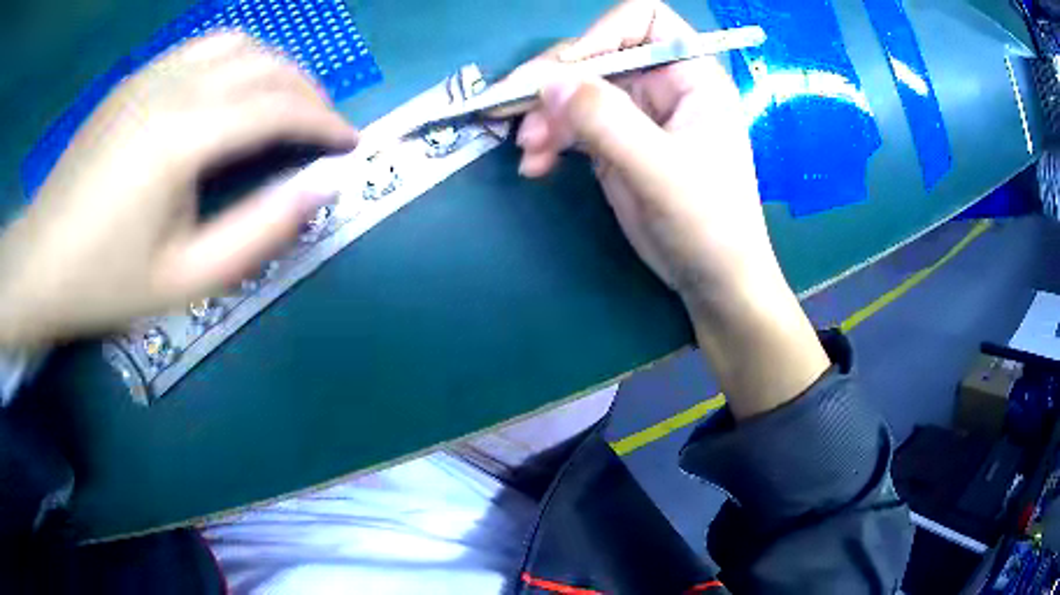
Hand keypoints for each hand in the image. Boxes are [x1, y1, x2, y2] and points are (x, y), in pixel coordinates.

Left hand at [0, 33, 356, 346]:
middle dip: (310, 92)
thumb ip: (258, 234)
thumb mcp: (185, 280)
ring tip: (286, 103)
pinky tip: (235, 89)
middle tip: (325, 128)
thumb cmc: (105, 281)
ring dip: (276, 67)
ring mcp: (152, 74)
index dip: (325, 122)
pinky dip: (239, 58)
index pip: (279, 106)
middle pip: (266, 65)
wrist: (40, 262)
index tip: (350, 144)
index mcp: (183, 136)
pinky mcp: (137, 76)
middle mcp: (173, 86)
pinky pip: (204, 45)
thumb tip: (320, 190)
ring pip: (240, 42)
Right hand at [514, 0, 828, 417]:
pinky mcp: (615, 142)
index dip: (601, 34)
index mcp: (690, 75)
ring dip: (543, 115)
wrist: (712, 280)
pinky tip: (535, 165)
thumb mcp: (661, 170)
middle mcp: (661, 84)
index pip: (642, 20)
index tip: (570, 71)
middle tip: (516, 113)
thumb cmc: (709, 224)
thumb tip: (547, 79)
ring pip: (575, 90)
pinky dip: (547, 140)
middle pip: (595, 54)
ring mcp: (635, 114)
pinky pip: (570, 125)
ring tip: (528, 151)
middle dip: (555, 82)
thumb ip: (607, 121)